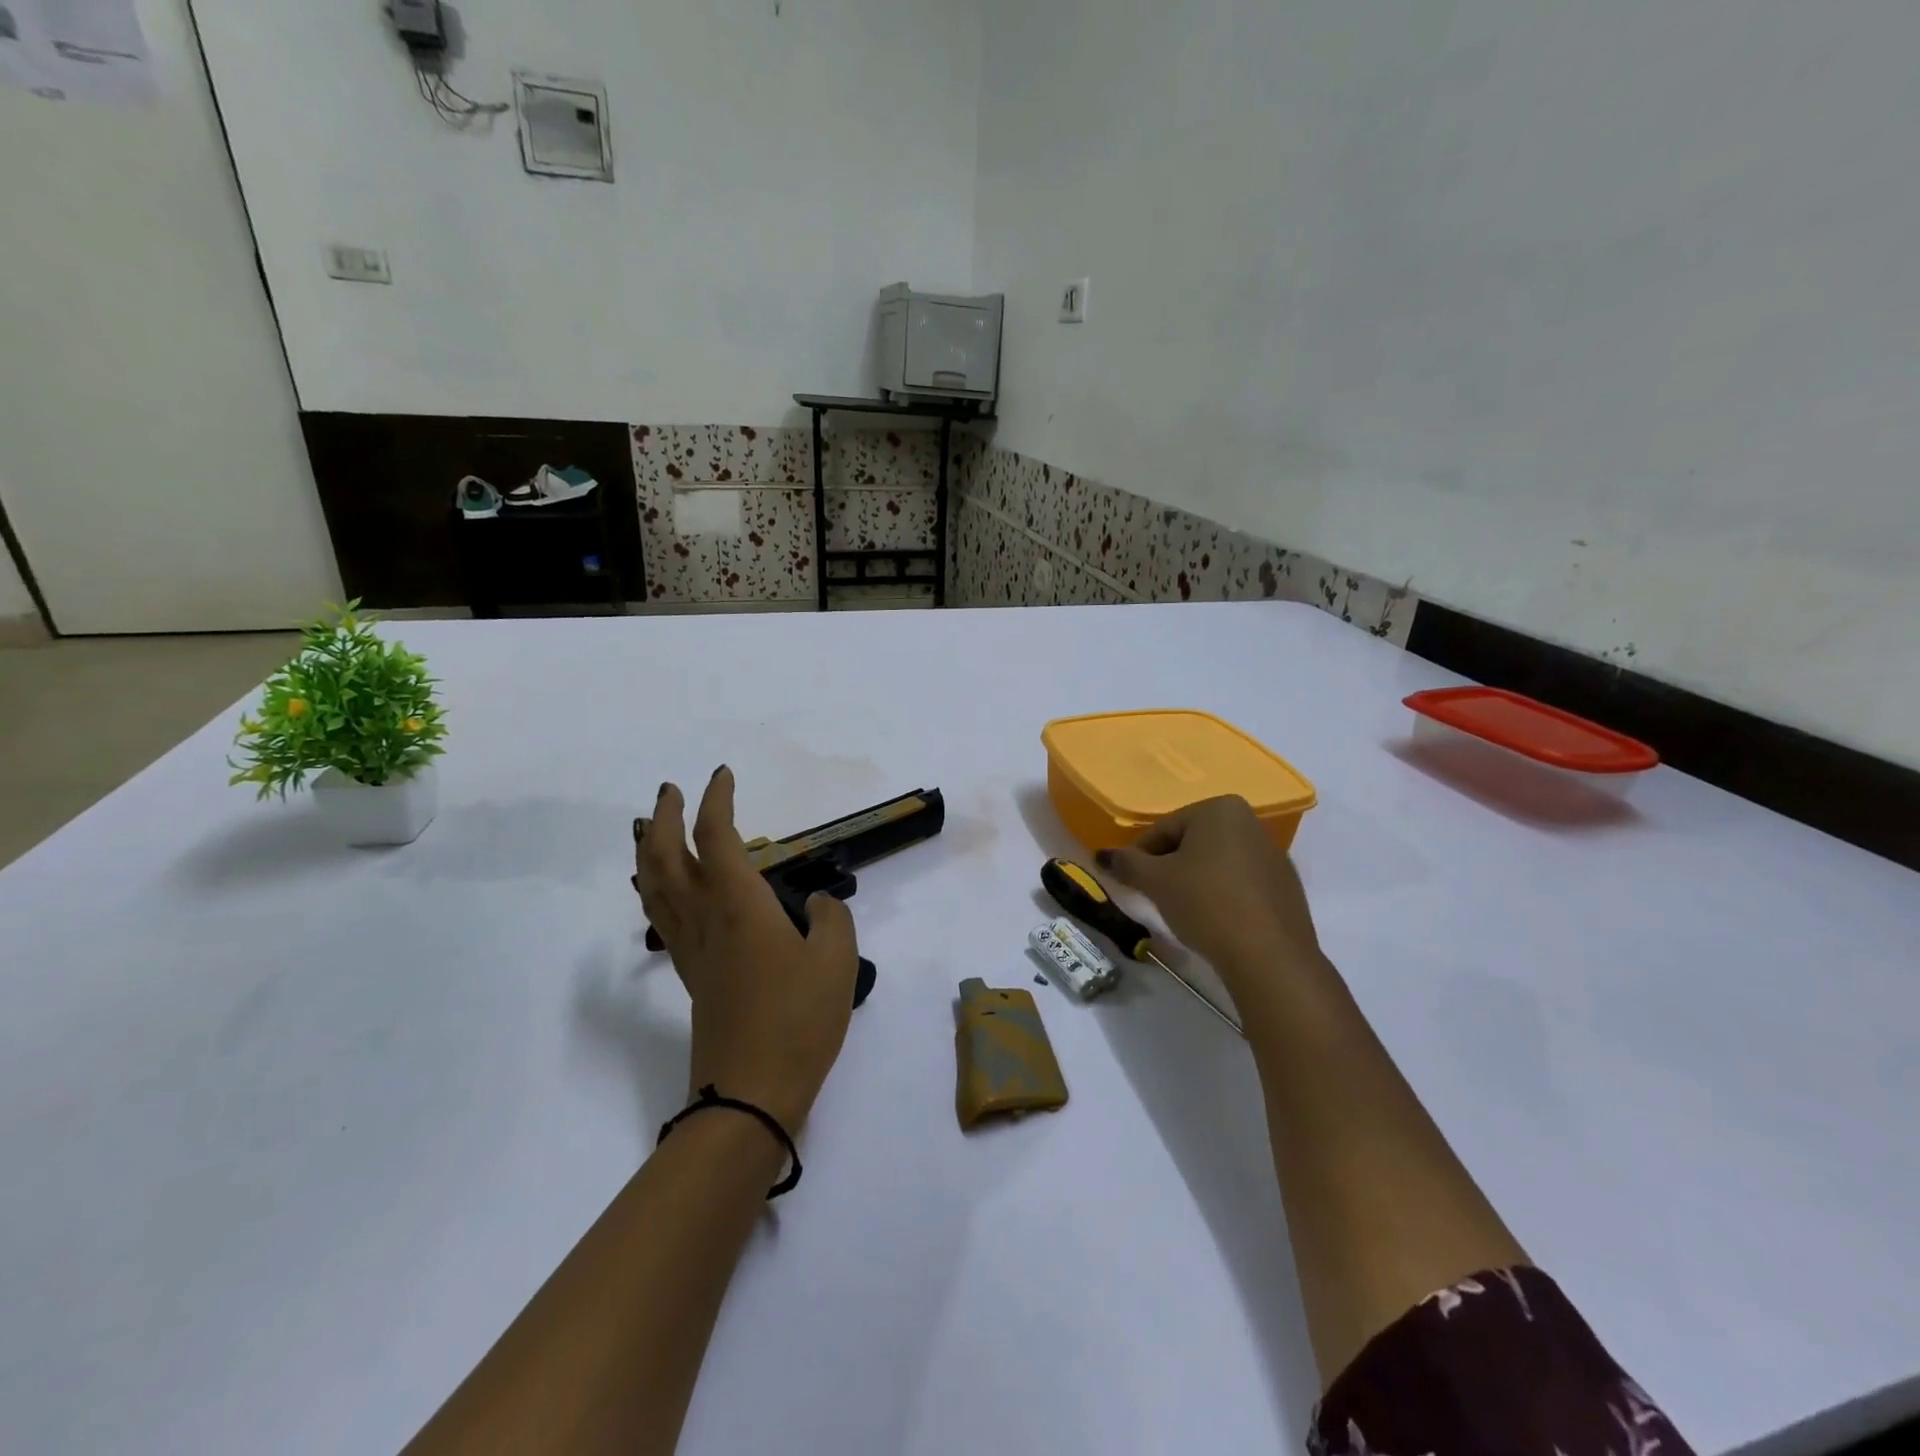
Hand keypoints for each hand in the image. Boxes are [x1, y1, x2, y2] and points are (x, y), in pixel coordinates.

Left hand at [633, 768, 859, 1133]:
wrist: (750, 1094)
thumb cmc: (798, 1020)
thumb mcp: (837, 961)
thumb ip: (831, 919)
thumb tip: (815, 905)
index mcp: (738, 905)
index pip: (717, 837)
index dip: (716, 801)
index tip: (722, 775)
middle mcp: (705, 918)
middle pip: (665, 857)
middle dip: (664, 818)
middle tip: (669, 791)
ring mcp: (691, 950)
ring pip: (652, 887)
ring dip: (647, 850)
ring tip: (650, 829)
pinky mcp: (691, 976)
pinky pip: (661, 916)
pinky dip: (654, 889)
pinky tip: (667, 891)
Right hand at [1096, 796, 1322, 993]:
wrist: (1268, 956)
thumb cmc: (1205, 903)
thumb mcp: (1156, 881)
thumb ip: (1126, 863)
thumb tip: (1101, 856)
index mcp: (1220, 809)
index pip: (1164, 830)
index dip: (1140, 857)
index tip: (1130, 882)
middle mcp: (1251, 822)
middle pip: (1191, 844)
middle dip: (1168, 868)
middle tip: (1153, 897)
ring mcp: (1273, 856)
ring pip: (1215, 864)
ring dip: (1193, 882)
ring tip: (1181, 912)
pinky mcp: (1285, 887)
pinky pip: (1240, 884)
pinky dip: (1221, 896)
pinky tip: (1213, 922)